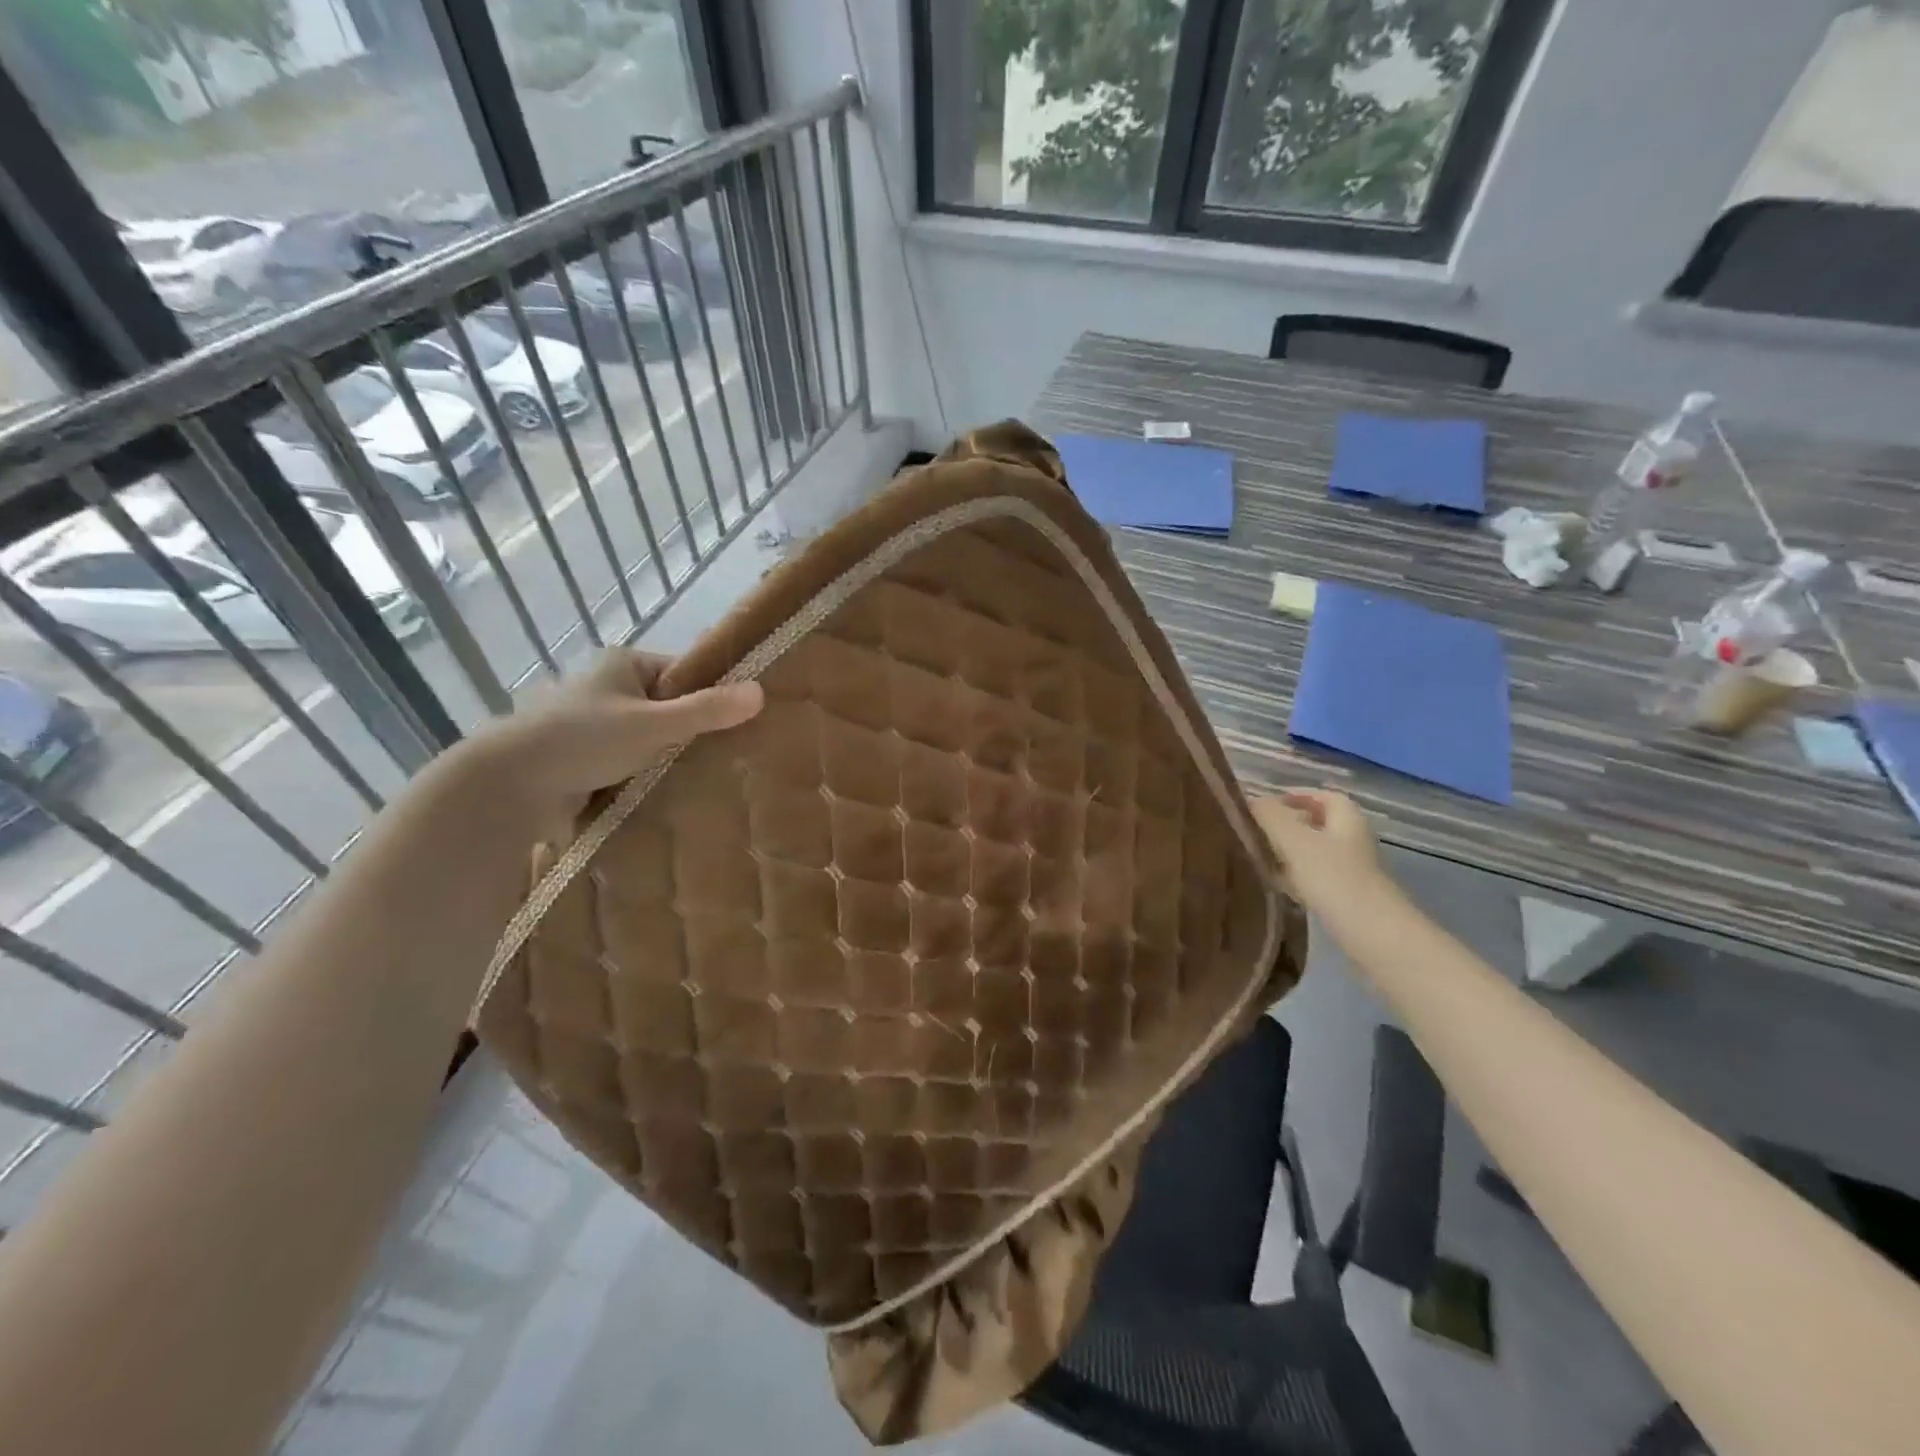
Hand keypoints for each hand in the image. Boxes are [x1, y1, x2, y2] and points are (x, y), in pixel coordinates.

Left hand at [464, 650, 762, 839]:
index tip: (737, 720)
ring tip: (704, 777)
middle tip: (727, 753)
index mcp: (622, 664)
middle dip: (690, 730)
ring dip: (666, 756)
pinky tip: (668, 792)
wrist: (509, 785)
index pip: (681, 672)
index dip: (710, 693)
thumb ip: (706, 710)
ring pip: (647, 738)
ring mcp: (591, 724)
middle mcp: (606, 688)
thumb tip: (761, 692)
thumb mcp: (654, 724)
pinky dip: (644, 775)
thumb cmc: (584, 740)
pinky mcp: (581, 759)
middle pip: (666, 706)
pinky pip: (627, 762)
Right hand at [1252, 789, 1394, 922]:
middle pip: (1317, 825)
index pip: (1323, 796)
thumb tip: (1250, 800)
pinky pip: (1315, 880)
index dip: (1295, 795)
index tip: (1263, 804)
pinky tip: (1274, 887)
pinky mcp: (1346, 900)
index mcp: (1346, 820)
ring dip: (1288, 853)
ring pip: (1314, 854)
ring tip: (1256, 856)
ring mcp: (1351, 873)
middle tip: (1253, 830)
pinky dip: (1294, 879)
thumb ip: (1270, 816)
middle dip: (1286, 825)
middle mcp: (1352, 842)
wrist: (1374, 938)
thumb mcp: (1295, 841)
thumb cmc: (1335, 880)